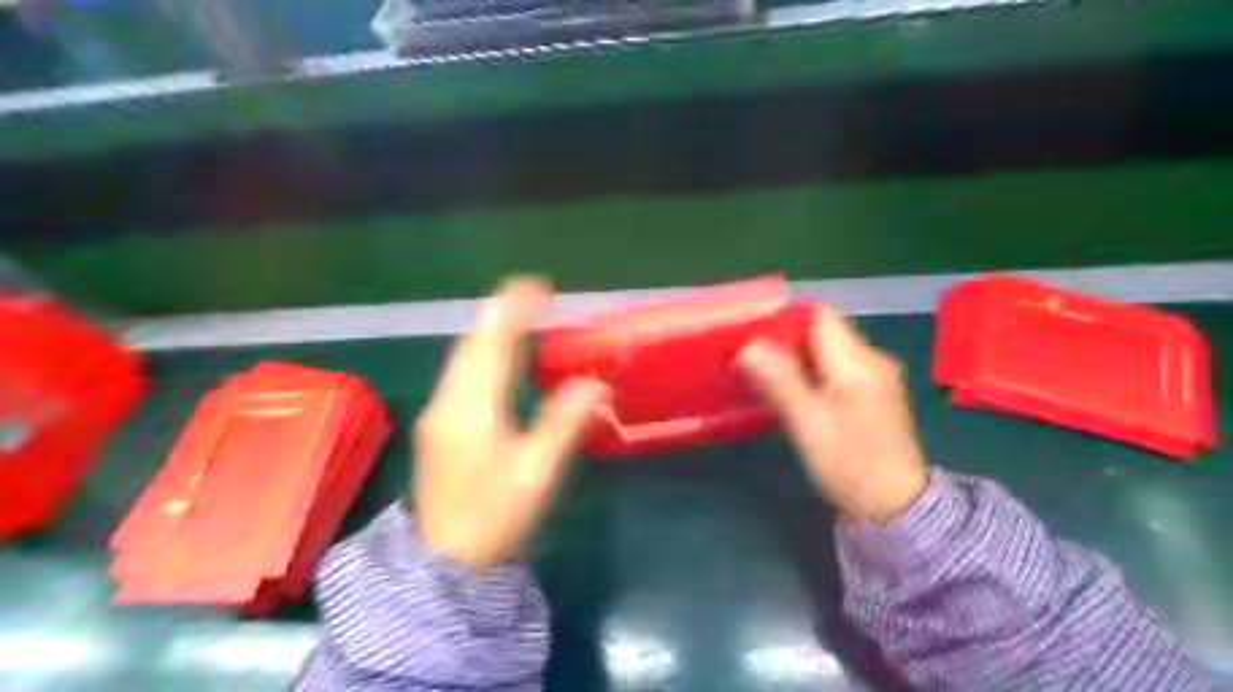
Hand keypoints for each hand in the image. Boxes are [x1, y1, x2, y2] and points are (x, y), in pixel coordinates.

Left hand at [410, 279, 607, 570]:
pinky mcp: (437, 425)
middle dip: (499, 313)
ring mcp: (438, 413)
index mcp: (473, 411)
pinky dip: (479, 352)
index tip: (536, 286)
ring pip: (460, 357)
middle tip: (530, 294)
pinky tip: (495, 355)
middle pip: (470, 345)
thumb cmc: (495, 518)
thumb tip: (593, 383)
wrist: (443, 563)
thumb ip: (564, 424)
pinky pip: (458, 373)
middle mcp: (448, 403)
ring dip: (488, 330)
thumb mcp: (536, 474)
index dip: (513, 312)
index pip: (493, 347)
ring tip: (518, 314)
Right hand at [734, 308, 930, 523]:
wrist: (894, 510)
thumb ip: (779, 380)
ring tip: (759, 374)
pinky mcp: (869, 401)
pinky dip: (808, 377)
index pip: (819, 316)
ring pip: (825, 355)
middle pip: (821, 334)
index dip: (784, 318)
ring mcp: (873, 382)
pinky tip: (788, 394)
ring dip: (794, 360)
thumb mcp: (809, 422)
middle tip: (747, 356)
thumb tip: (748, 345)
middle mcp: (871, 362)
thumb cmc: (850, 463)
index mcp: (858, 360)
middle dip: (784, 341)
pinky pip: (833, 374)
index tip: (751, 332)